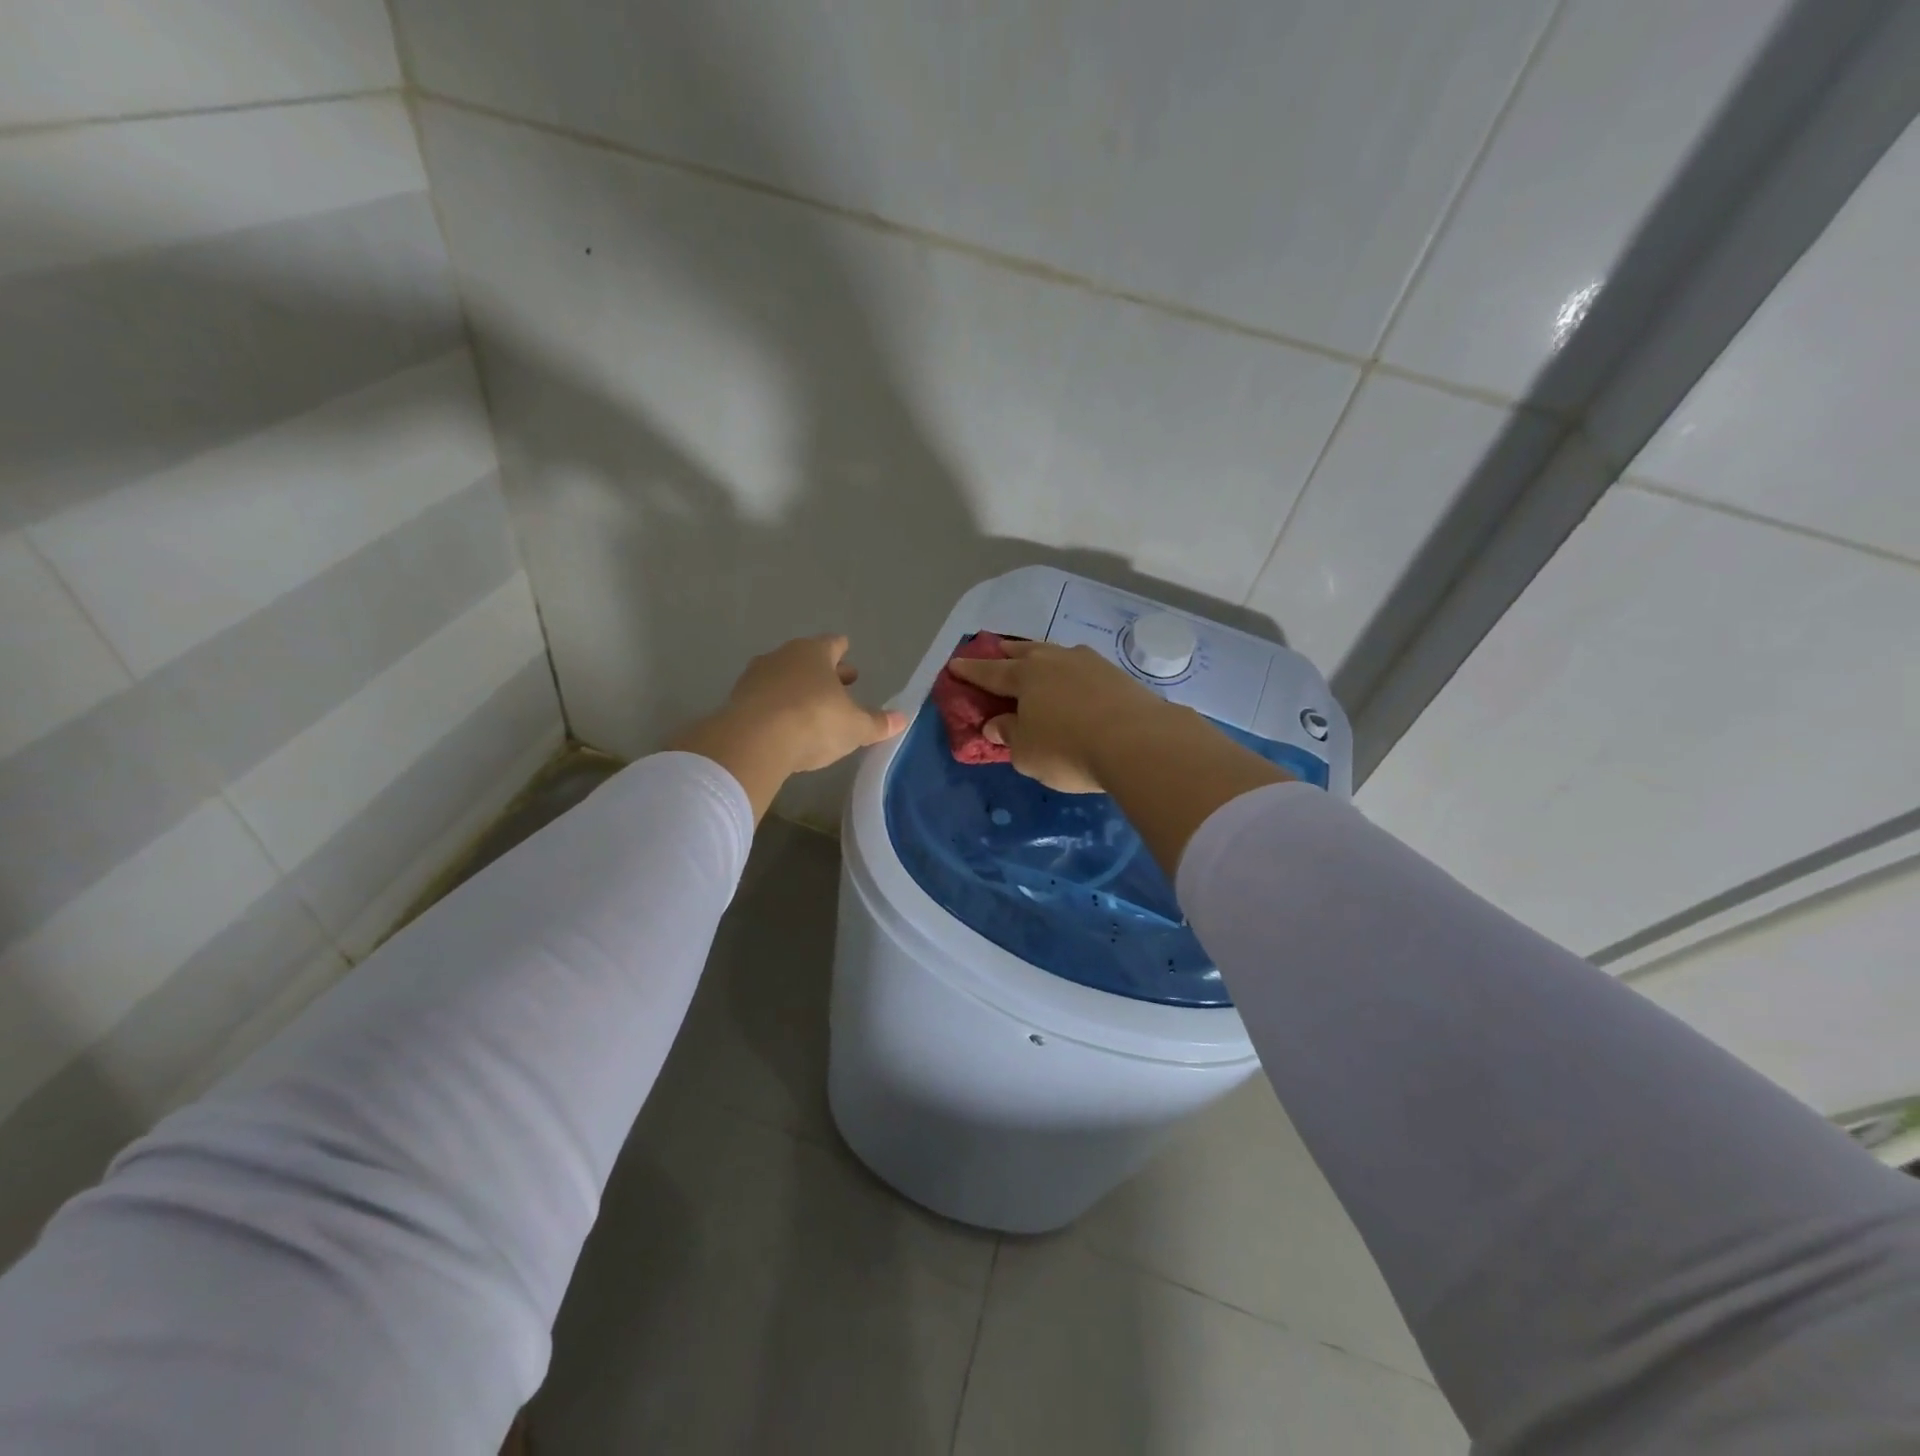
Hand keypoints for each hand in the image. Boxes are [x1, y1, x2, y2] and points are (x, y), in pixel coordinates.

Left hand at [672, 635, 906, 819]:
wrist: (753, 741)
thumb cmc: (814, 721)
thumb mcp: (855, 727)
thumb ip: (877, 722)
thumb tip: (902, 719)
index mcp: (814, 653)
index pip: (832, 644)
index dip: (842, 650)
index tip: (847, 654)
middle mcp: (782, 656)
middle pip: (806, 659)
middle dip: (823, 672)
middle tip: (839, 683)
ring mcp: (755, 677)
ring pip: (783, 677)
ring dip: (797, 689)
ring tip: (811, 706)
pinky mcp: (736, 701)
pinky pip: (764, 699)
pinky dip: (776, 707)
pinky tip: (785, 724)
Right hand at [946, 640, 1179, 793]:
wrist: (1138, 742)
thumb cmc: (1068, 749)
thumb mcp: (1026, 753)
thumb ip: (1009, 735)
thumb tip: (997, 724)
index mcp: (1025, 676)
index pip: (990, 672)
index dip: (970, 670)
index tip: (954, 664)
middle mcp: (1055, 660)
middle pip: (1024, 652)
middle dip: (1006, 653)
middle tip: (996, 651)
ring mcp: (1089, 663)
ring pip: (1056, 654)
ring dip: (1042, 657)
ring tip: (1037, 662)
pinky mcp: (1117, 675)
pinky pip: (1082, 667)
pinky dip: (1071, 673)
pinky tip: (1075, 681)